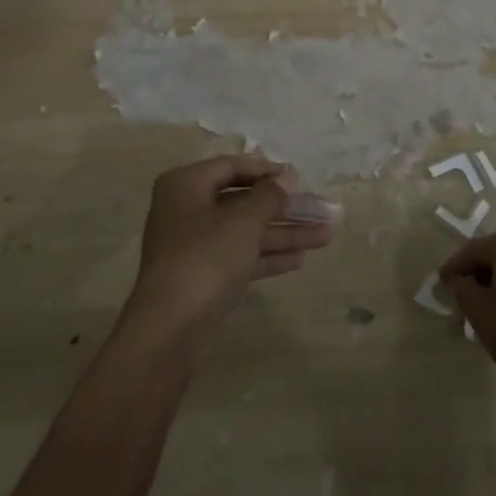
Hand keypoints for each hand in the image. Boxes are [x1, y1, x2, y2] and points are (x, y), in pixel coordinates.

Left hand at [126, 155, 333, 341]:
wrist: (170, 329)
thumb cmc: (206, 258)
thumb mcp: (243, 222)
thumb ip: (269, 196)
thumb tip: (287, 176)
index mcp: (186, 185)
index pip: (231, 167)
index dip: (266, 171)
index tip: (298, 178)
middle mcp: (187, 210)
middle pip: (242, 201)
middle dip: (283, 207)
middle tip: (321, 210)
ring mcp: (194, 246)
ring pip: (245, 231)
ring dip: (283, 233)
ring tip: (325, 236)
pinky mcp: (204, 276)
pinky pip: (240, 256)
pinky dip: (267, 256)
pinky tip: (300, 259)